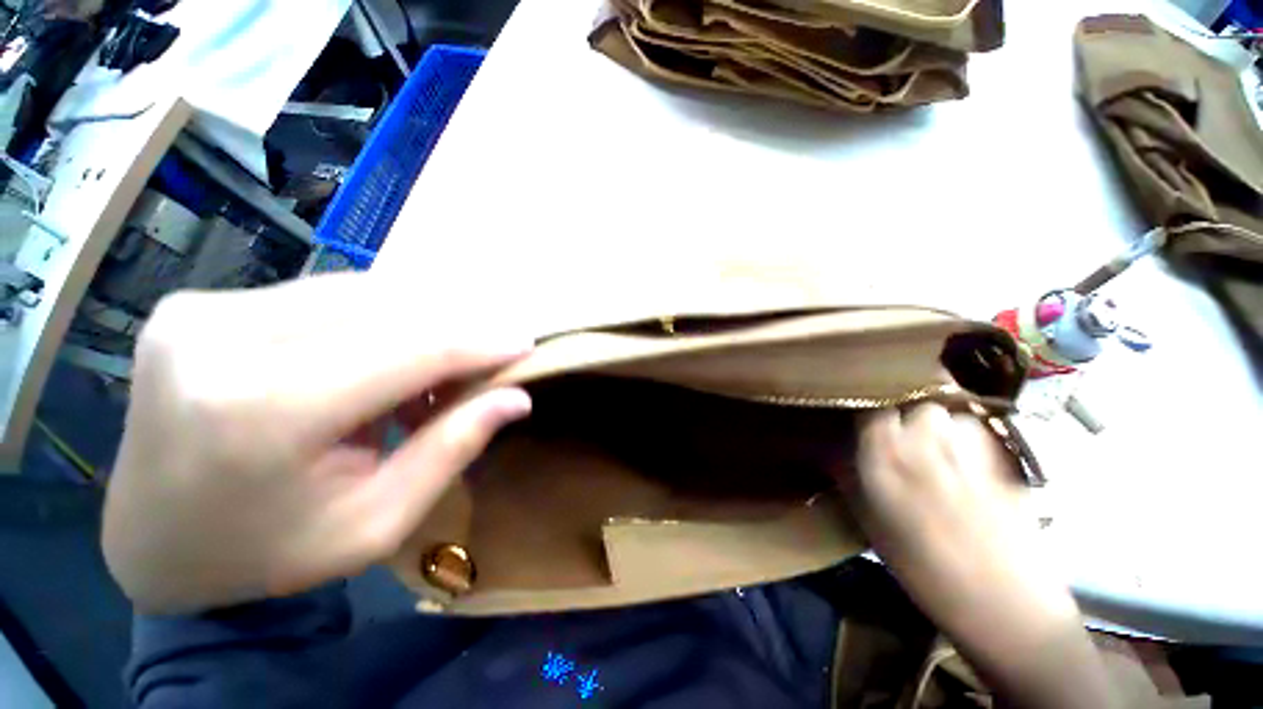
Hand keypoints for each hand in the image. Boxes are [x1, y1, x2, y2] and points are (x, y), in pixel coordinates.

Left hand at [102, 274, 531, 613]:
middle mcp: (220, 340)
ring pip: (359, 291)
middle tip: (495, 353)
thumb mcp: (374, 523)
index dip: (479, 342)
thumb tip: (516, 397)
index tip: (527, 343)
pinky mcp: (200, 303)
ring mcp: (201, 311)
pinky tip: (393, 352)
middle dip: (458, 327)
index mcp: (260, 413)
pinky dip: (379, 319)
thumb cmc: (267, 551)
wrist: (149, 540)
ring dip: (422, 321)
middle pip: (386, 308)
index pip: (408, 350)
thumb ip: (451, 449)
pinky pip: (325, 296)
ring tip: (447, 360)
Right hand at [857, 405, 1113, 708]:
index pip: (870, 412)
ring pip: (948, 415)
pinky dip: (967, 438)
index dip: (868, 419)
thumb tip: (835, 455)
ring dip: (938, 427)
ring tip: (937, 453)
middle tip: (904, 444)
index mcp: (885, 459)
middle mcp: (924, 444)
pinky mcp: (1003, 459)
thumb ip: (851, 482)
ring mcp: (968, 449)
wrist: (1004, 602)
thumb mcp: (872, 527)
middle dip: (906, 419)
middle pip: (914, 406)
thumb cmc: (925, 570)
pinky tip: (967, 464)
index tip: (866, 432)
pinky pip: (977, 431)